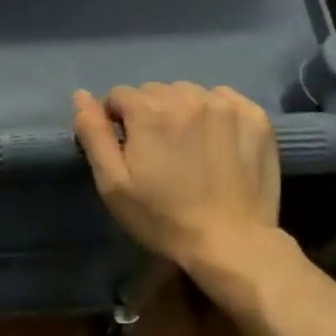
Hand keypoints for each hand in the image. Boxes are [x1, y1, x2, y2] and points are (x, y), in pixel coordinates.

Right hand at [72, 83, 279, 265]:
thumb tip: (81, 96)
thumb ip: (93, 134)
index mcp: (149, 111)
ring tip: (189, 148)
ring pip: (188, 93)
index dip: (118, 122)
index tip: (129, 151)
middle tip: (159, 153)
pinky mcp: (254, 116)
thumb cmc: (164, 218)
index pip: (120, 96)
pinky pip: (223, 99)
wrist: (232, 244)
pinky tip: (217, 142)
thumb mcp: (114, 184)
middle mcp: (187, 96)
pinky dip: (215, 113)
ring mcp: (224, 104)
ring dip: (182, 111)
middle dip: (149, 115)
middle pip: (155, 92)